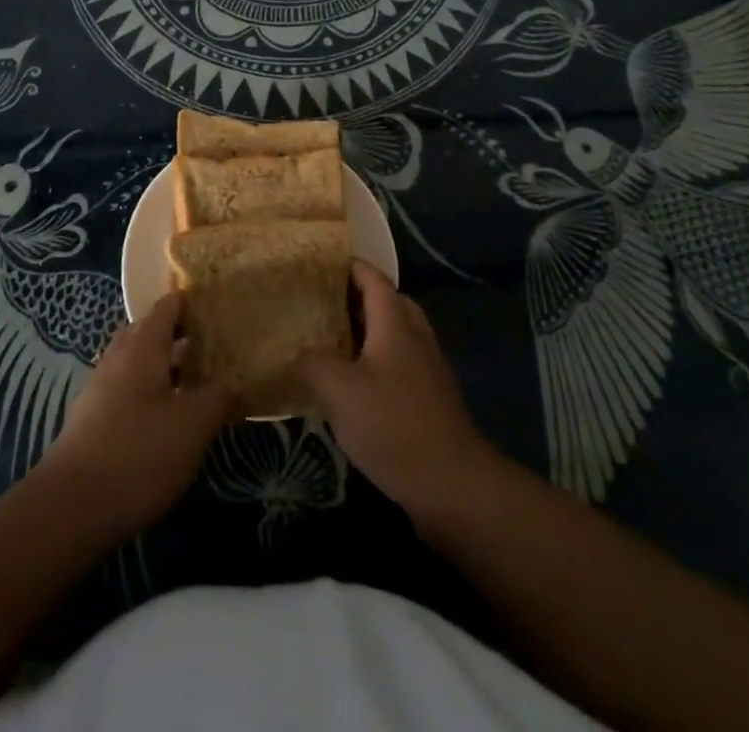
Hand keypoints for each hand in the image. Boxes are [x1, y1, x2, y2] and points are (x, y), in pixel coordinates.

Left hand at [37, 293, 234, 540]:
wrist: (71, 506)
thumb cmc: (139, 453)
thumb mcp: (193, 425)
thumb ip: (219, 398)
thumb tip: (237, 384)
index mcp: (142, 346)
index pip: (167, 307)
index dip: (190, 301)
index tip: (216, 303)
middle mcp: (118, 357)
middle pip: (147, 331)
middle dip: (176, 331)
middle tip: (209, 341)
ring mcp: (99, 388)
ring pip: (135, 361)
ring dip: (161, 363)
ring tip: (193, 378)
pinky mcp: (91, 419)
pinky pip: (124, 388)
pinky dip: (147, 389)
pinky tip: (164, 415)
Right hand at [295, 261, 500, 525]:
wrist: (451, 486)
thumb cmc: (392, 424)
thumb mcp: (338, 389)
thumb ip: (311, 362)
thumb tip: (297, 354)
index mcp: (396, 324)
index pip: (374, 279)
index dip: (349, 266)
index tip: (320, 263)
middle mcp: (416, 339)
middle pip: (389, 304)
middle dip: (358, 298)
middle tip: (323, 303)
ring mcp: (428, 371)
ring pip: (395, 337)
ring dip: (367, 333)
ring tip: (332, 342)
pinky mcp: (430, 402)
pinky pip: (399, 367)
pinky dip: (376, 363)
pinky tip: (353, 388)